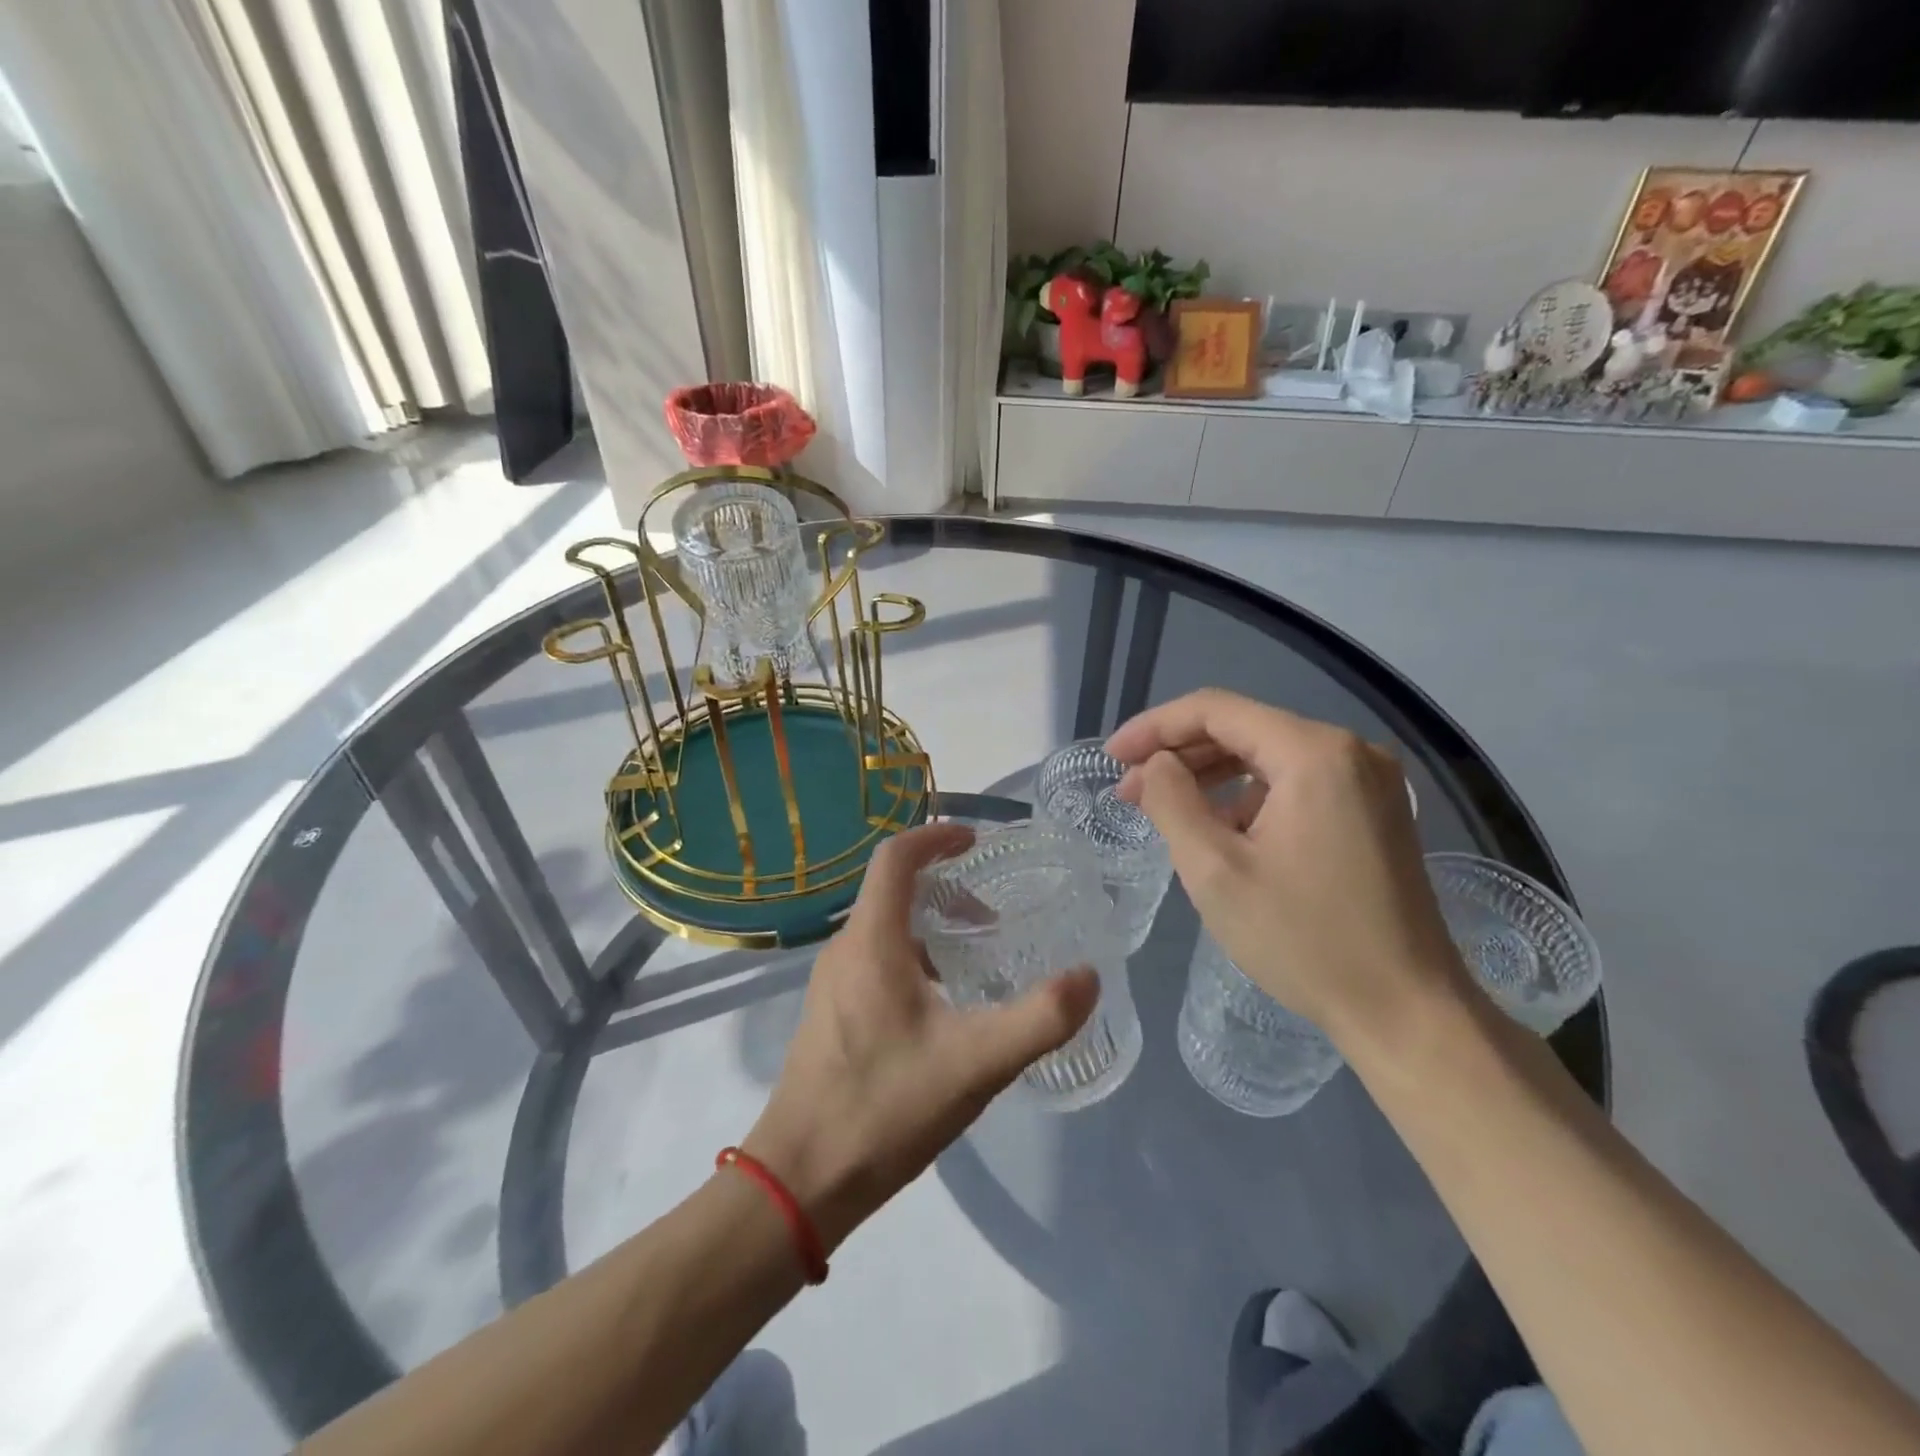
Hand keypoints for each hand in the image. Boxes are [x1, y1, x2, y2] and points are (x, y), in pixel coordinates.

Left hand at [743, 822, 1098, 1250]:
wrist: (800, 1181)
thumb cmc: (885, 1108)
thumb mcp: (975, 1064)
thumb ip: (1039, 1018)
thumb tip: (1089, 976)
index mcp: (871, 941)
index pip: (896, 858)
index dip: (936, 837)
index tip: (977, 840)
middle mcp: (845, 949)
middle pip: (892, 890)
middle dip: (944, 885)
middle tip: (992, 910)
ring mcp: (832, 983)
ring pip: (884, 927)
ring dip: (930, 923)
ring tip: (976, 954)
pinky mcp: (830, 1014)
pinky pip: (874, 959)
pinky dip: (913, 954)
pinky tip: (943, 1003)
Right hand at [1106, 689, 1468, 1053]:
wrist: (1407, 1012)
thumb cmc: (1303, 940)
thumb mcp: (1215, 870)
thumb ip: (1172, 801)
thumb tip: (1156, 764)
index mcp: (1314, 753)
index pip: (1216, 710)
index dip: (1154, 727)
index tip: (1112, 757)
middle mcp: (1349, 751)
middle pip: (1244, 728)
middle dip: (1179, 753)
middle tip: (1128, 789)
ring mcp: (1369, 781)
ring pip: (1268, 756)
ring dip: (1211, 775)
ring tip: (1164, 808)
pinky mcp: (1374, 810)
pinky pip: (1295, 782)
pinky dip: (1249, 796)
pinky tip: (1220, 829)